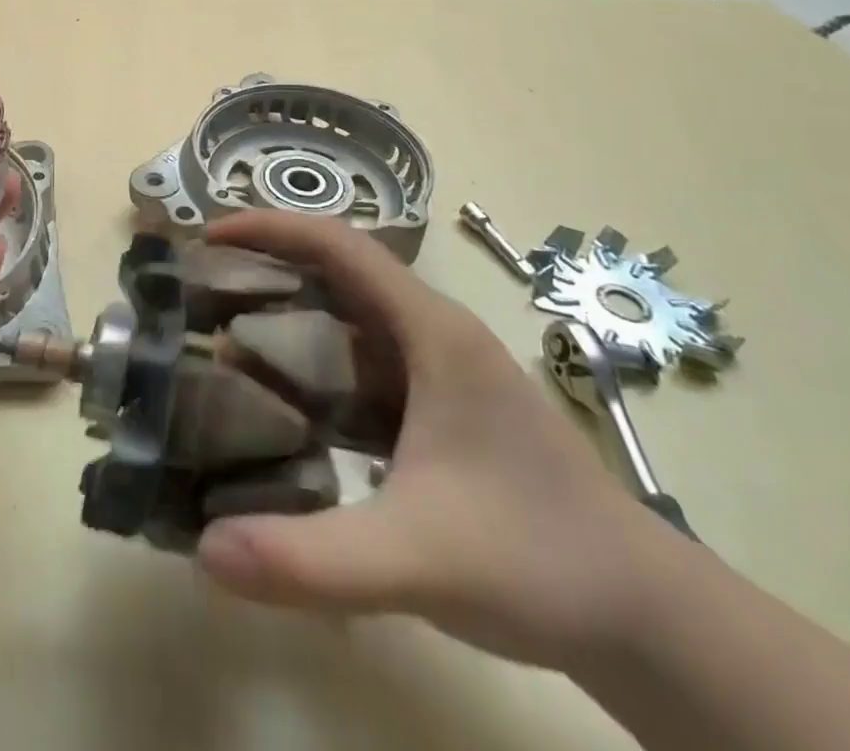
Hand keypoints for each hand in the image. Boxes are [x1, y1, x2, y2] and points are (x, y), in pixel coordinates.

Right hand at [194, 210, 682, 671]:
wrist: (647, 621)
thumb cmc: (539, 561)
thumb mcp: (417, 557)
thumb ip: (312, 558)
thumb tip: (205, 549)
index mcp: (431, 332)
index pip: (341, 247)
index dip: (272, 228)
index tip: (210, 236)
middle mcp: (433, 335)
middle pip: (337, 274)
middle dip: (268, 270)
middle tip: (201, 290)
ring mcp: (439, 374)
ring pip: (349, 322)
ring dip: (289, 322)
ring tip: (222, 340)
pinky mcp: (440, 411)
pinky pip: (362, 369)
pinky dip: (314, 370)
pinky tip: (282, 406)